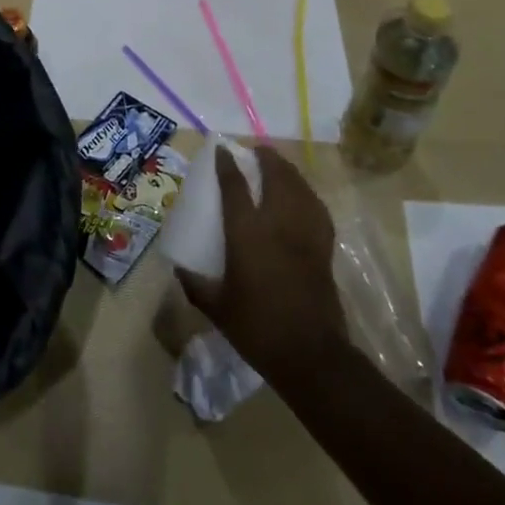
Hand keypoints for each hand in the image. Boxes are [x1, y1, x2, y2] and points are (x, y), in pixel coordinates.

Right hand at [176, 144, 349, 384]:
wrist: (311, 355)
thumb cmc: (257, 328)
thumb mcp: (216, 308)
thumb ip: (195, 284)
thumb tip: (180, 267)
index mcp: (247, 234)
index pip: (235, 186)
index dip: (227, 163)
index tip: (221, 148)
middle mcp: (277, 224)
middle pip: (276, 176)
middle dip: (266, 158)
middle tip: (255, 152)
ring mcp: (305, 233)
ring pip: (300, 187)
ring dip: (288, 171)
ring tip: (278, 166)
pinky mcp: (324, 248)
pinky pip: (317, 208)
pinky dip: (308, 194)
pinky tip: (303, 197)